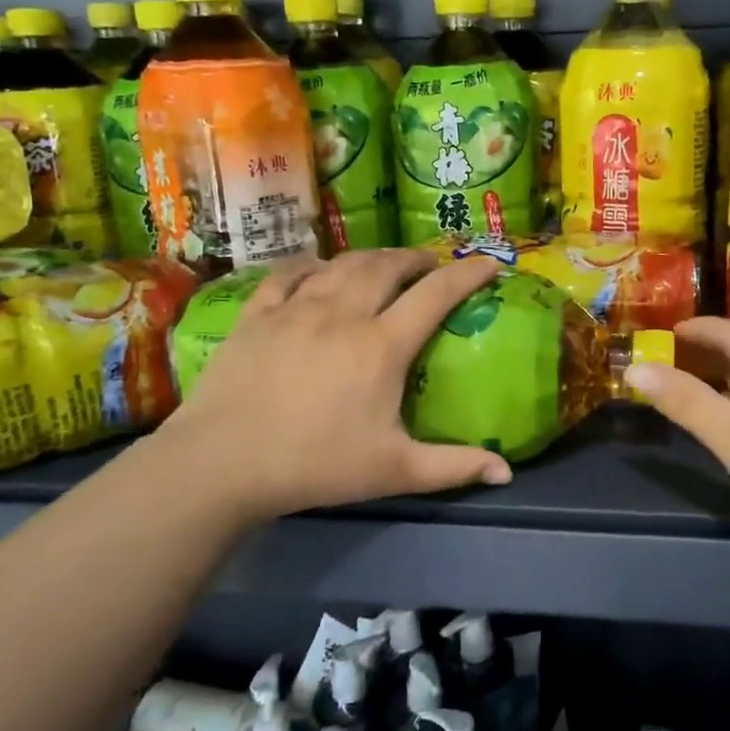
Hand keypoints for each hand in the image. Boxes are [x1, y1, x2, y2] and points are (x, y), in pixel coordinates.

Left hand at [163, 249, 512, 522]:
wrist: (223, 463)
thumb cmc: (316, 465)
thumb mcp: (394, 471)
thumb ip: (454, 467)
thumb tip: (506, 474)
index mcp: (381, 345)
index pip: (435, 294)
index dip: (467, 272)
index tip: (488, 262)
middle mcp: (343, 312)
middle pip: (387, 266)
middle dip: (415, 258)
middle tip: (429, 265)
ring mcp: (295, 308)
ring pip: (342, 263)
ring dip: (371, 257)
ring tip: (383, 263)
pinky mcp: (257, 314)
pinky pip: (288, 274)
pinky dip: (311, 265)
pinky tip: (317, 270)